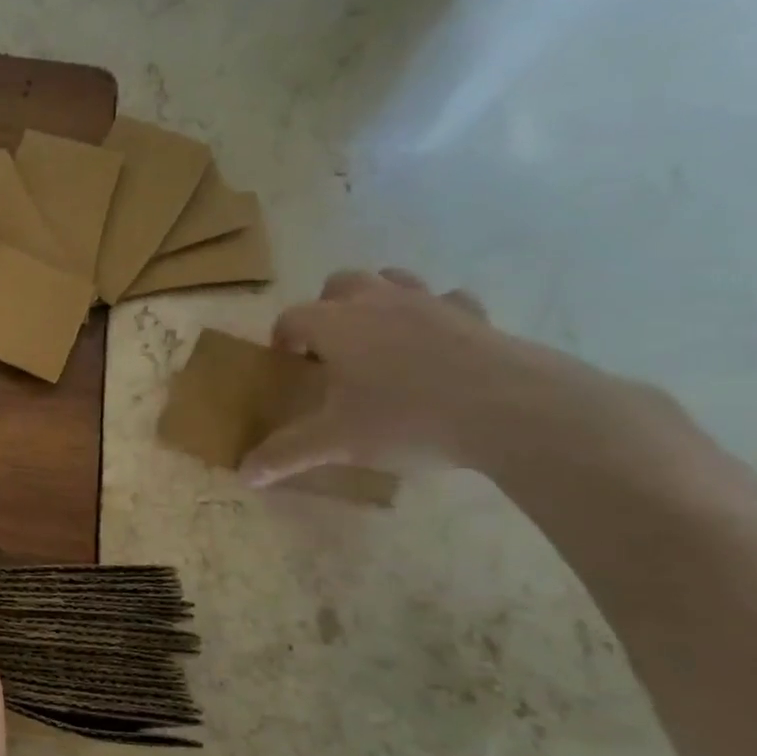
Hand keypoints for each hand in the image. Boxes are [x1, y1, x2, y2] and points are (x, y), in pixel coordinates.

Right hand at [242, 267, 613, 483]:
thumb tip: (244, 475)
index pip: (292, 317)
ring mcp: (430, 303)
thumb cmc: (407, 419)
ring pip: (393, 280)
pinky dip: (435, 315)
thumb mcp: (336, 443)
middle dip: (326, 309)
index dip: (282, 338)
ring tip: (377, 339)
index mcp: (336, 325)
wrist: (512, 410)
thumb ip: (285, 455)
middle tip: (329, 349)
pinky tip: (437, 344)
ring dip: (377, 300)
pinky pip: (448, 301)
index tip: (286, 364)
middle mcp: (378, 302)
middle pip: (340, 284)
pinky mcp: (475, 316)